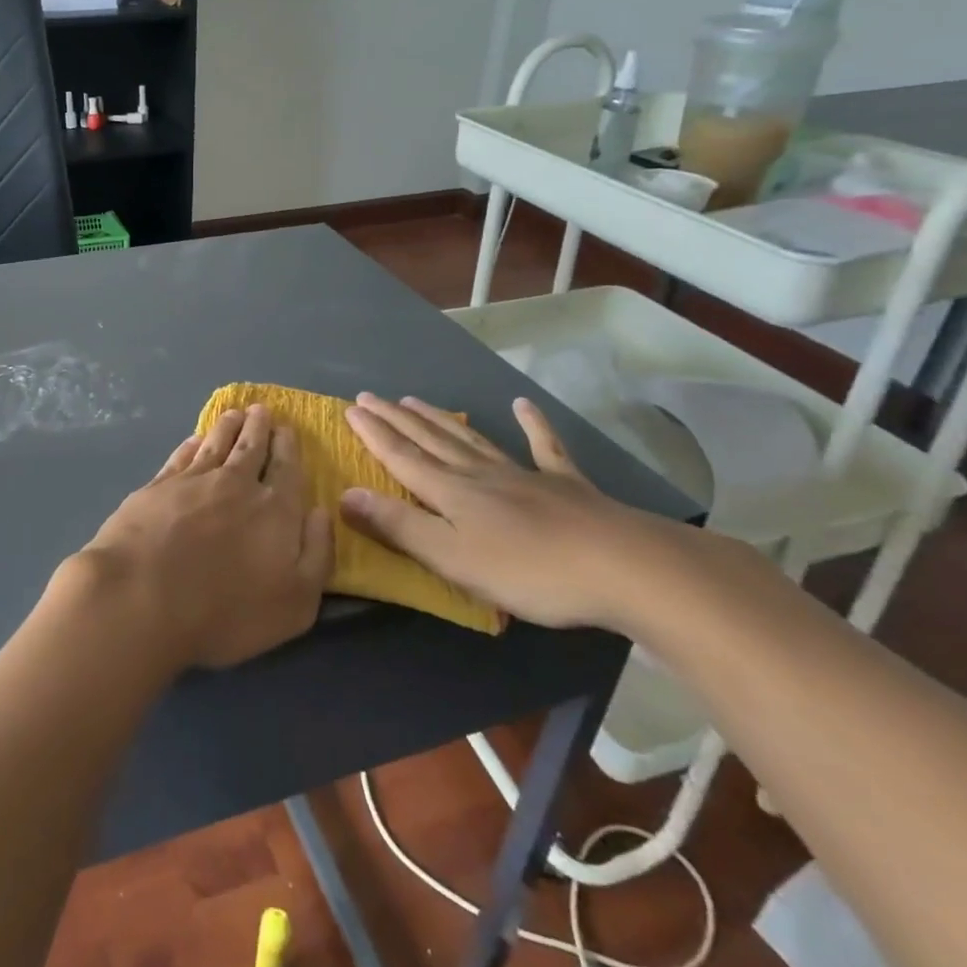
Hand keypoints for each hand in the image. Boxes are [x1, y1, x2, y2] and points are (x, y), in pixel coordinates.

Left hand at [76, 404, 334, 669]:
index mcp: (275, 509)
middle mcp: (237, 484)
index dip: (288, 446)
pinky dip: (192, 444)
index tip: (287, 428)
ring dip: (227, 426)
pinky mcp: (158, 486)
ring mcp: (194, 481)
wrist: (143, 596)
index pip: (287, 468)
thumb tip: (321, 512)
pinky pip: (182, 456)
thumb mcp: (295, 602)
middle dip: (259, 426)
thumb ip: (317, 554)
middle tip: (261, 410)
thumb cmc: (226, 612)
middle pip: (252, 447)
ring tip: (233, 413)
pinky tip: (194, 439)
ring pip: (217, 443)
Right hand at [339, 392, 684, 630]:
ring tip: (415, 400)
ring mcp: (523, 475)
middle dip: (396, 419)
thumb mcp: (453, 557)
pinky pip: (544, 448)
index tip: (350, 408)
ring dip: (440, 420)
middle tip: (371, 396)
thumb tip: (345, 494)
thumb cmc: (529, 570)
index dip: (374, 434)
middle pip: (430, 441)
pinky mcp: (565, 485)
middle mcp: (480, 475)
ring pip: (471, 440)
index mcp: (452, 493)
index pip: (401, 458)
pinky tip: (523, 406)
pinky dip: (532, 425)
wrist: (621, 566)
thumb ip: (399, 526)